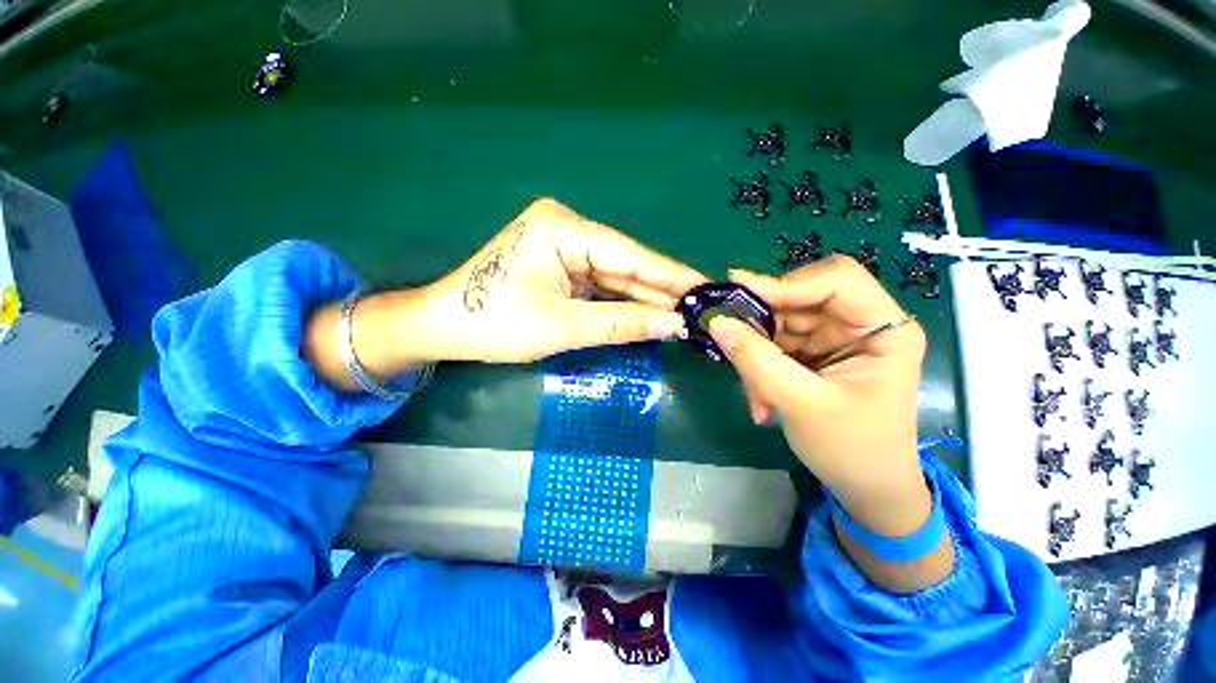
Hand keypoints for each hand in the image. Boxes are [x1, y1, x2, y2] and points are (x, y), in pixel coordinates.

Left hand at [414, 198, 704, 362]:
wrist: (444, 328)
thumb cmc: (495, 323)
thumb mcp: (563, 325)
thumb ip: (621, 323)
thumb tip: (673, 325)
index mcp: (563, 229)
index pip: (629, 254)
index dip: (670, 274)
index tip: (706, 288)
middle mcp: (568, 230)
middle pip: (625, 264)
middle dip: (660, 290)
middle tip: (700, 308)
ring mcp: (565, 248)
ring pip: (615, 277)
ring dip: (645, 299)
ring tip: (684, 315)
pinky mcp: (562, 267)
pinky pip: (601, 286)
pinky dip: (623, 303)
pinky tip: (650, 315)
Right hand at [706, 256, 927, 535]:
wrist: (865, 489)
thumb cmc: (851, 450)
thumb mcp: (801, 404)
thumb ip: (756, 360)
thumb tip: (716, 322)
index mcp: (884, 329)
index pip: (836, 279)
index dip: (786, 282)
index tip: (738, 292)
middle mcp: (860, 324)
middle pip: (801, 298)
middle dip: (764, 322)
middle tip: (729, 338)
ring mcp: (834, 338)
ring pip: (781, 322)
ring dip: (757, 351)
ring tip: (753, 390)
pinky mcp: (813, 354)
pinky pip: (774, 343)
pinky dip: (759, 365)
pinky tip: (759, 398)